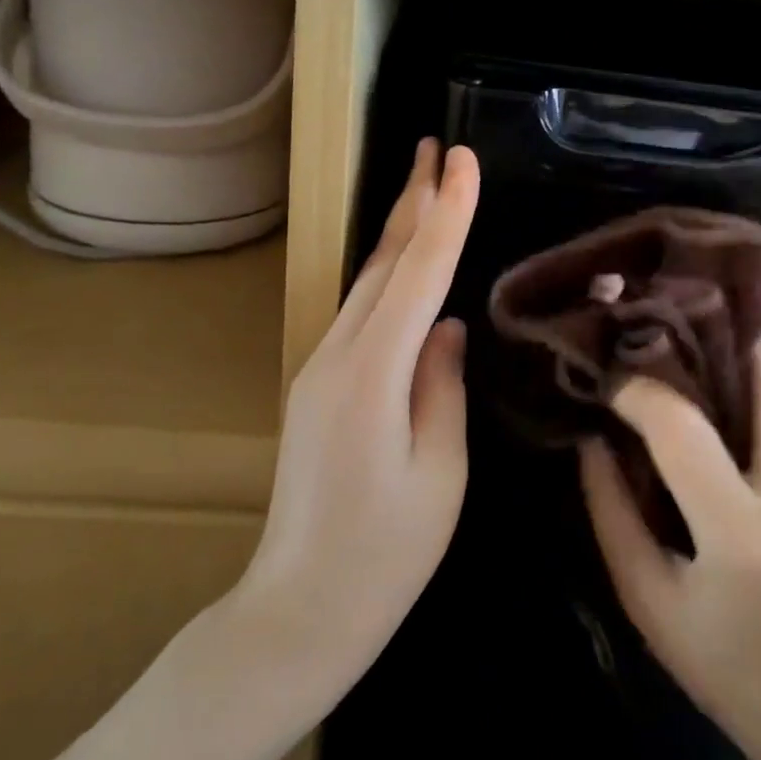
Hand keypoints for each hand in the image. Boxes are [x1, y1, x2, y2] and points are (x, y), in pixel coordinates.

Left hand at [235, 139, 479, 703]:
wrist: (298, 611)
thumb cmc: (384, 555)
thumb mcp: (440, 472)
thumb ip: (443, 386)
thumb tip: (445, 325)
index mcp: (373, 375)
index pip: (418, 273)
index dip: (445, 212)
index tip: (462, 160)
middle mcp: (338, 356)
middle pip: (383, 263)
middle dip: (414, 200)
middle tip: (437, 148)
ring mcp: (319, 368)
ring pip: (366, 282)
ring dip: (398, 230)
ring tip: (426, 185)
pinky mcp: (317, 384)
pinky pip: (359, 312)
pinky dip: (387, 273)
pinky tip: (405, 261)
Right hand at [580, 334, 760, 759]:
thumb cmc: (730, 668)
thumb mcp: (649, 601)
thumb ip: (611, 512)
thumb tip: (591, 438)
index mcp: (744, 531)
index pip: (682, 426)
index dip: (637, 392)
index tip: (609, 386)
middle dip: (705, 340)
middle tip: (652, 350)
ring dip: (727, 356)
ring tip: (675, 371)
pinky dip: (747, 383)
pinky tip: (709, 408)